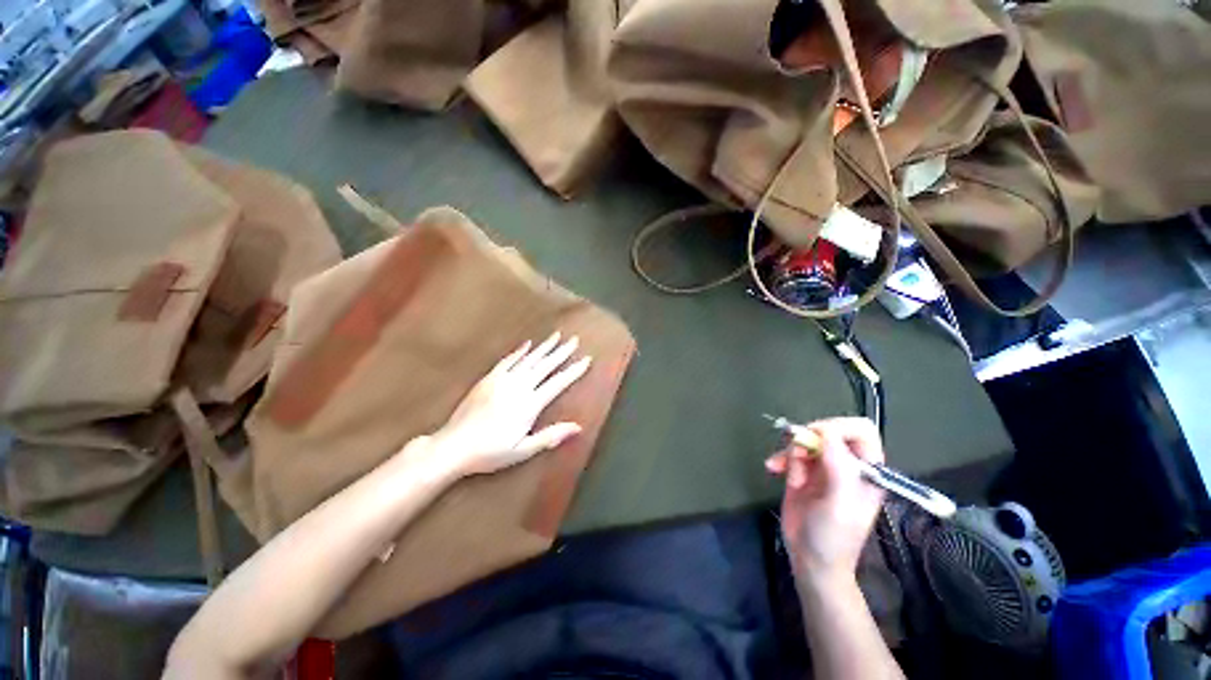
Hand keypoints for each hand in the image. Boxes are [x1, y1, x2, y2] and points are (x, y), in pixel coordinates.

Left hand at [424, 333, 591, 477]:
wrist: (454, 446)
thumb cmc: (490, 452)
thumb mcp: (523, 450)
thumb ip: (550, 436)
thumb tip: (578, 427)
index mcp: (529, 404)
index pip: (557, 383)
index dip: (573, 371)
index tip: (586, 360)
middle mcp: (519, 387)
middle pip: (545, 366)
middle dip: (562, 352)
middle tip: (575, 340)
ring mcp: (502, 380)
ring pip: (528, 359)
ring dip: (544, 347)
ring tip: (556, 336)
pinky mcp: (488, 379)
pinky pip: (508, 360)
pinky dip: (519, 351)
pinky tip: (528, 344)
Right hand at [766, 417, 885, 580]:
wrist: (811, 561)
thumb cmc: (833, 537)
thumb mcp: (840, 504)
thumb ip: (839, 468)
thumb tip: (825, 432)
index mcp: (867, 470)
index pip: (860, 431)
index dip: (838, 427)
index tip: (816, 437)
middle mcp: (846, 464)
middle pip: (828, 431)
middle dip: (809, 440)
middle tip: (797, 454)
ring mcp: (823, 468)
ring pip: (806, 440)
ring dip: (792, 452)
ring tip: (789, 476)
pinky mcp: (803, 472)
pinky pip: (790, 452)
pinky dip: (780, 458)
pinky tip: (773, 469)